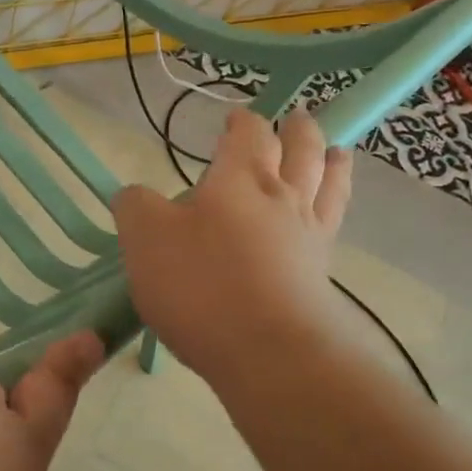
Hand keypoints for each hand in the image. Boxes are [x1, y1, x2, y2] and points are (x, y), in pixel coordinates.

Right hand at [112, 108, 351, 390]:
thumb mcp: (145, 239)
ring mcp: (309, 234)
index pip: (249, 133)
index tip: (234, 118)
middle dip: (298, 129)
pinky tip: (326, 213)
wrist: (267, 352)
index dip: (242, 121)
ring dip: (332, 160)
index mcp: (240, 178)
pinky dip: (337, 204)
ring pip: (329, 182)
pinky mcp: (321, 272)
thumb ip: (135, 207)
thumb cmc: (201, 284)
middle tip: (296, 118)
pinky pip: (334, 223)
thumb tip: (134, 195)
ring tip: (336, 151)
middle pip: (302, 148)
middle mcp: (282, 196)